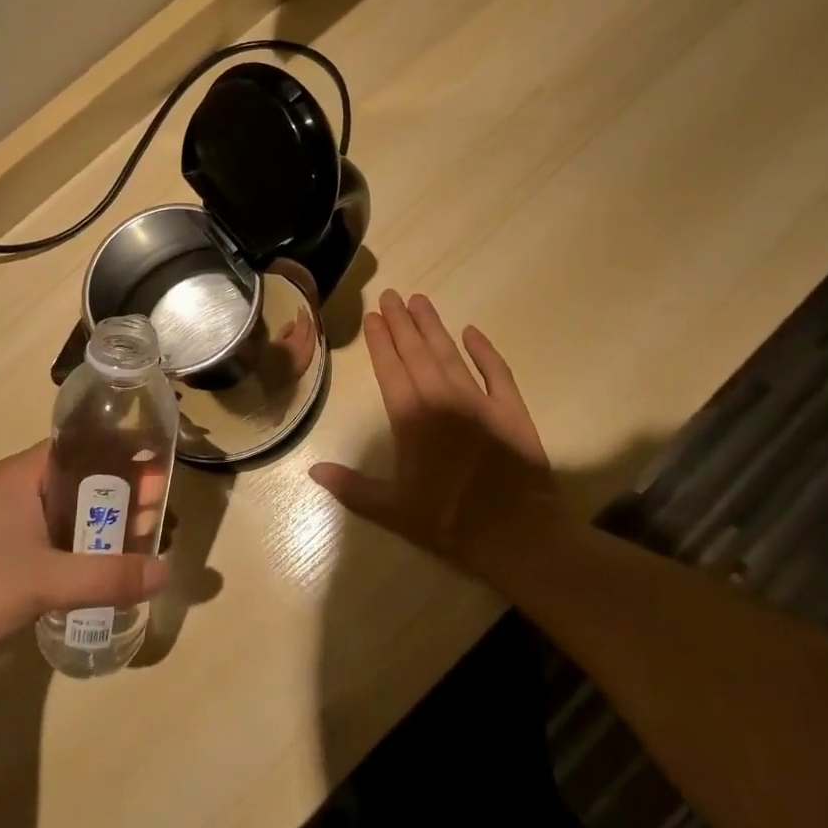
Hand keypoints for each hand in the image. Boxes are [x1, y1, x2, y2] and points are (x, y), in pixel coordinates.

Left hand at [0, 441, 169, 690]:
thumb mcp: (44, 582)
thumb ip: (108, 576)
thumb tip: (166, 572)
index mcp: (22, 476)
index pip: (83, 448)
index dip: (123, 458)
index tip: (160, 476)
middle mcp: (19, 492)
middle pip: (84, 484)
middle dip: (123, 499)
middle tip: (161, 517)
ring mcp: (14, 528)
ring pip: (75, 517)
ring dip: (107, 530)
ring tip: (148, 545)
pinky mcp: (12, 560)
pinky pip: (62, 545)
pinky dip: (89, 553)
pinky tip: (116, 571)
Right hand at [310, 291, 556, 573]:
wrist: (514, 532)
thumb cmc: (447, 520)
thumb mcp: (392, 509)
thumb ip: (352, 486)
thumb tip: (313, 471)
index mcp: (411, 419)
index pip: (390, 370)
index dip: (380, 342)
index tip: (373, 317)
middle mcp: (441, 399)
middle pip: (418, 353)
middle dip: (402, 323)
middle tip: (391, 295)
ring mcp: (478, 400)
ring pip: (450, 354)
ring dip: (433, 327)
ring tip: (420, 301)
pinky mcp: (510, 408)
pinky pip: (496, 371)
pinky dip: (484, 350)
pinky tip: (472, 331)